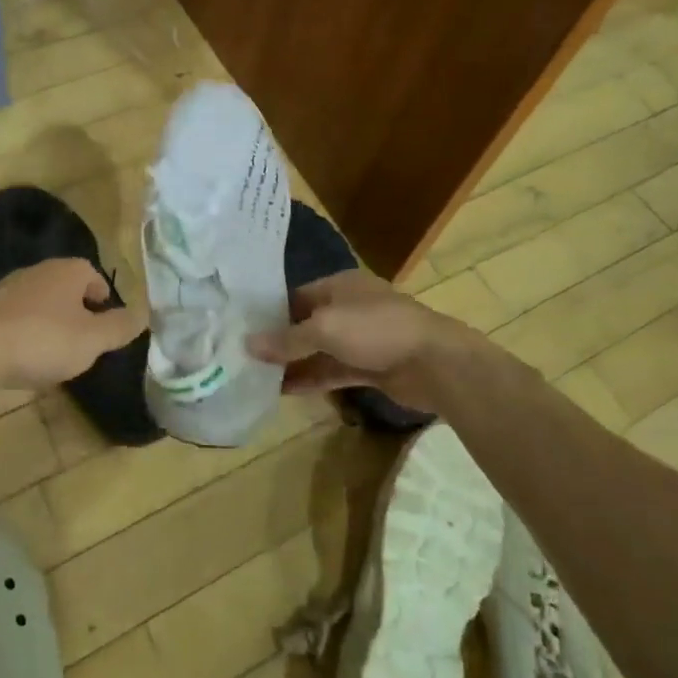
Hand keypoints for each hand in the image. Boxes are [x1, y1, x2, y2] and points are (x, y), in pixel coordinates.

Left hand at [0, 259, 147, 392]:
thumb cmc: (41, 340)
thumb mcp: (91, 340)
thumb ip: (119, 327)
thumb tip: (144, 313)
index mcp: (67, 271)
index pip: (93, 274)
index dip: (103, 298)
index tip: (106, 323)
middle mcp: (36, 271)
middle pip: (65, 287)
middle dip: (75, 311)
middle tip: (83, 342)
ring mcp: (5, 290)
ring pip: (38, 303)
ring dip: (48, 324)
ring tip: (53, 355)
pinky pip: (12, 320)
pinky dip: (22, 335)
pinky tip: (21, 360)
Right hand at [246, 269, 474, 404]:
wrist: (436, 363)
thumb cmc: (377, 330)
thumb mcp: (325, 329)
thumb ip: (286, 339)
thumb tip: (247, 344)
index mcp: (340, 286)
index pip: (297, 296)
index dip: (270, 312)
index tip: (242, 328)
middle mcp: (349, 308)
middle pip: (306, 323)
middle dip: (280, 340)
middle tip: (244, 357)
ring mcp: (362, 339)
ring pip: (319, 350)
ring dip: (293, 363)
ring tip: (257, 377)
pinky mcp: (371, 367)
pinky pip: (334, 371)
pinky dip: (312, 379)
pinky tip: (285, 390)